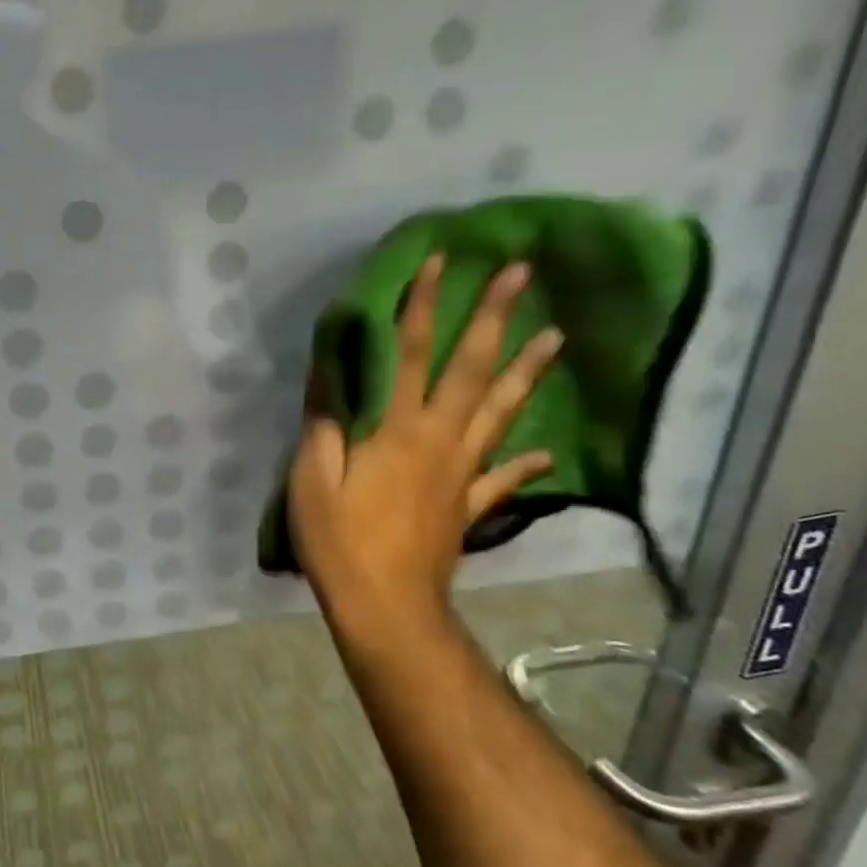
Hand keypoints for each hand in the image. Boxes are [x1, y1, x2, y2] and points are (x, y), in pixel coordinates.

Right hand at [288, 256, 560, 640]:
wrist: (385, 604)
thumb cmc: (340, 540)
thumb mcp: (312, 479)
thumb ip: (324, 426)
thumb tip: (329, 377)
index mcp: (398, 430)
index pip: (412, 354)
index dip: (423, 306)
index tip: (440, 262)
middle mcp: (440, 440)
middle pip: (472, 370)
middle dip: (495, 318)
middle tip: (521, 274)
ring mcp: (462, 473)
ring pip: (501, 412)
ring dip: (527, 372)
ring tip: (555, 335)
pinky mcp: (469, 505)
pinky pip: (502, 476)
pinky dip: (522, 460)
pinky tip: (544, 450)